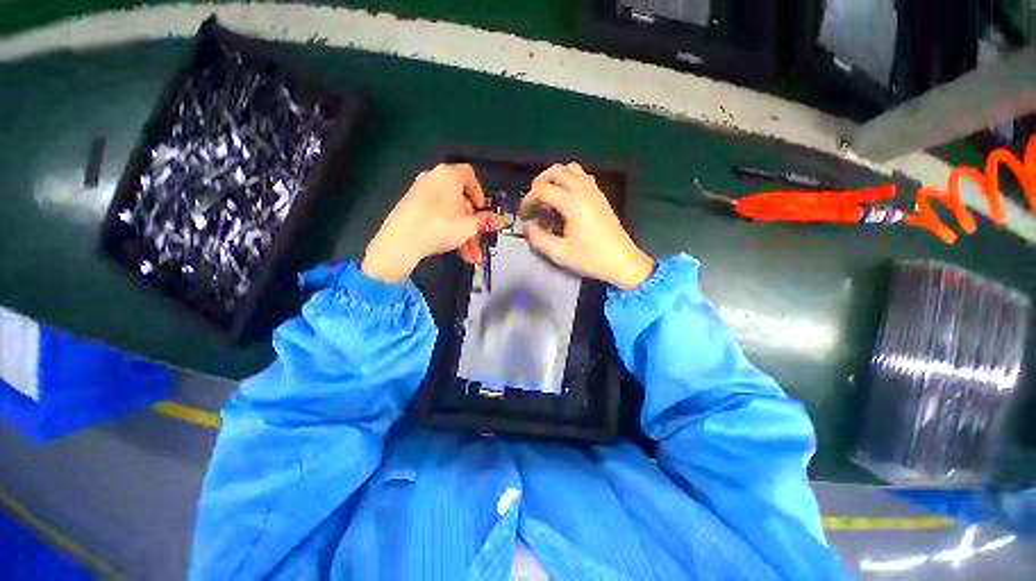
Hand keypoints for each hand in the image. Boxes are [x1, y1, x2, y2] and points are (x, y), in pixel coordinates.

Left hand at [362, 164, 503, 282]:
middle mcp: (433, 180)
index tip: (483, 211)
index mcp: (448, 175)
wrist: (400, 242)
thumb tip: (501, 220)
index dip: (480, 193)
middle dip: (474, 226)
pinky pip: (437, 218)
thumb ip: (486, 221)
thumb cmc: (440, 226)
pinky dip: (449, 232)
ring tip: (472, 258)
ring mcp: (420, 195)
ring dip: (464, 236)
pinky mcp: (411, 209)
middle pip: (460, 201)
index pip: (469, 175)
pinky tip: (457, 253)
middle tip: (481, 243)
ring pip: (450, 214)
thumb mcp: (469, 226)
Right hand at [520, 163, 652, 290]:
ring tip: (548, 198)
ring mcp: (594, 192)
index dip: (528, 200)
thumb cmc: (591, 259)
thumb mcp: (559, 253)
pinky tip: (566, 200)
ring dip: (555, 179)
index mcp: (572, 203)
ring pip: (571, 169)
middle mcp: (583, 191)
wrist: (622, 262)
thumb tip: (527, 227)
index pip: (543, 190)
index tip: (523, 216)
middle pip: (556, 171)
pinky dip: (569, 181)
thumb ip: (538, 239)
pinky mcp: (601, 197)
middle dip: (539, 183)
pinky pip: (582, 177)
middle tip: (534, 201)